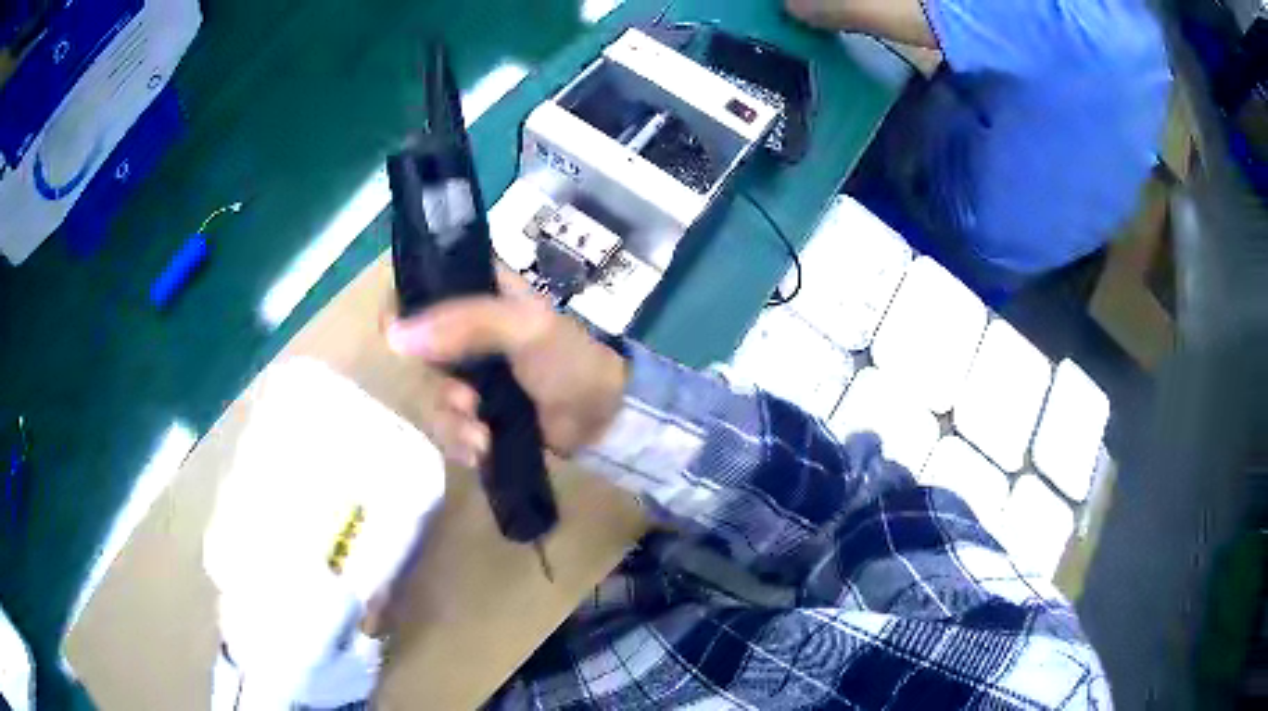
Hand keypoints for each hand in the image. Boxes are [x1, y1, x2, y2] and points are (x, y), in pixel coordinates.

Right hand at [385, 268, 627, 466]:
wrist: (602, 420)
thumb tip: (394, 335)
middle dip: (438, 387)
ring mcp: (467, 374)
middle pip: (415, 352)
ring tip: (481, 436)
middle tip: (466, 402)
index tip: (398, 340)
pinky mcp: (475, 413)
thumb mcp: (525, 327)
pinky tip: (482, 450)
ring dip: (451, 422)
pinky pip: (446, 427)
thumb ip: (465, 322)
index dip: (400, 309)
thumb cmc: (569, 360)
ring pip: (429, 396)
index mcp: (477, 292)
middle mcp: (463, 330)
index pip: (420, 285)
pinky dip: (460, 443)